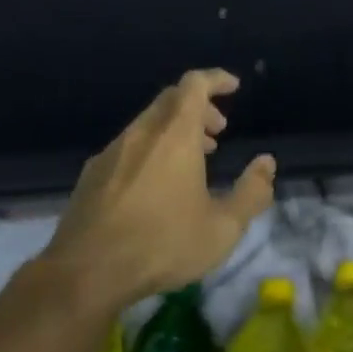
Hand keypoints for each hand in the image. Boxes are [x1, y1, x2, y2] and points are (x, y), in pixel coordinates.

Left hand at [43, 69, 276, 309]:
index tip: (233, 87)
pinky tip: (155, 184)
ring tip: (193, 161)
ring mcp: (112, 152)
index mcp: (175, 134)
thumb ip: (251, 192)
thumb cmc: (162, 245)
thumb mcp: (222, 228)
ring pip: (148, 123)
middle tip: (218, 132)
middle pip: (171, 100)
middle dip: (199, 108)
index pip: (194, 84)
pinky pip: (128, 146)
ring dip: (175, 130)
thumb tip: (266, 164)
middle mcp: (141, 133)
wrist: (86, 272)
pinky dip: (151, 149)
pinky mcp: (92, 174)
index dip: (216, 79)